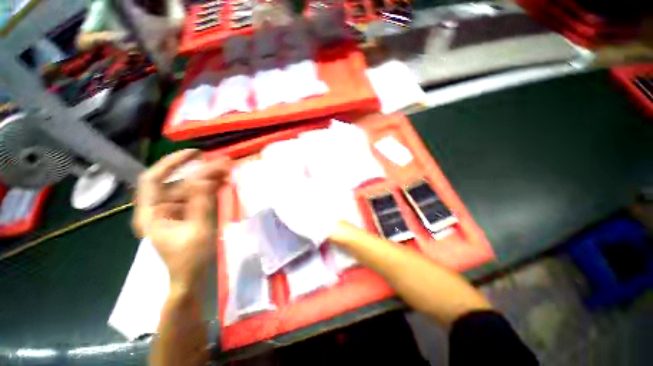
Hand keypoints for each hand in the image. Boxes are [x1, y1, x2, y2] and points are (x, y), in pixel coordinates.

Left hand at [133, 150, 230, 287]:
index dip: (172, 163)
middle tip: (223, 164)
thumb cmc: (191, 259)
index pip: (154, 179)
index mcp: (151, 214)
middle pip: (178, 183)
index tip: (196, 154)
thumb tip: (205, 175)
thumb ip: (202, 201)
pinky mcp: (185, 214)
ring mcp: (173, 212)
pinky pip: (197, 196)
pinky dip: (210, 189)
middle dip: (201, 172)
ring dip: (208, 179)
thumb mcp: (199, 229)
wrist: (192, 278)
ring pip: (190, 188)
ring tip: (228, 171)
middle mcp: (159, 209)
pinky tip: (223, 183)